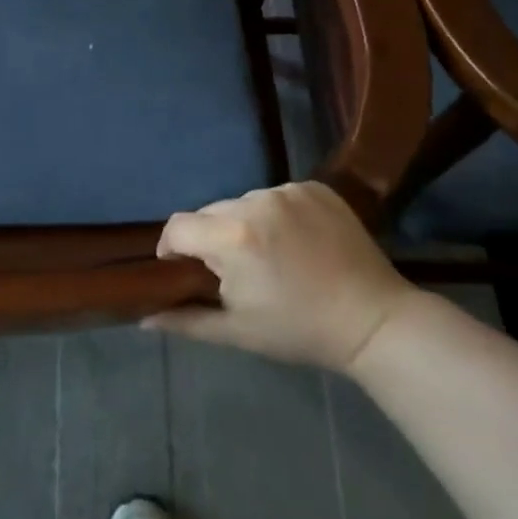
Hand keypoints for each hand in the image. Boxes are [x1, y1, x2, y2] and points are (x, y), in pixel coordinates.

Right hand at [147, 182, 416, 371]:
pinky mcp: (314, 186)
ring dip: (244, 224)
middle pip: (211, 212)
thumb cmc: (299, 330)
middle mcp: (256, 201)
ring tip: (270, 256)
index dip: (173, 248)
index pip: (178, 226)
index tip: (184, 269)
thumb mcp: (237, 331)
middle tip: (235, 271)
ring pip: (244, 202)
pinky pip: (277, 195)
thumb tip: (142, 319)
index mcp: (233, 237)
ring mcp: (288, 190)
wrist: (374, 320)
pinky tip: (296, 241)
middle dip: (213, 238)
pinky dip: (276, 215)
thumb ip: (185, 321)